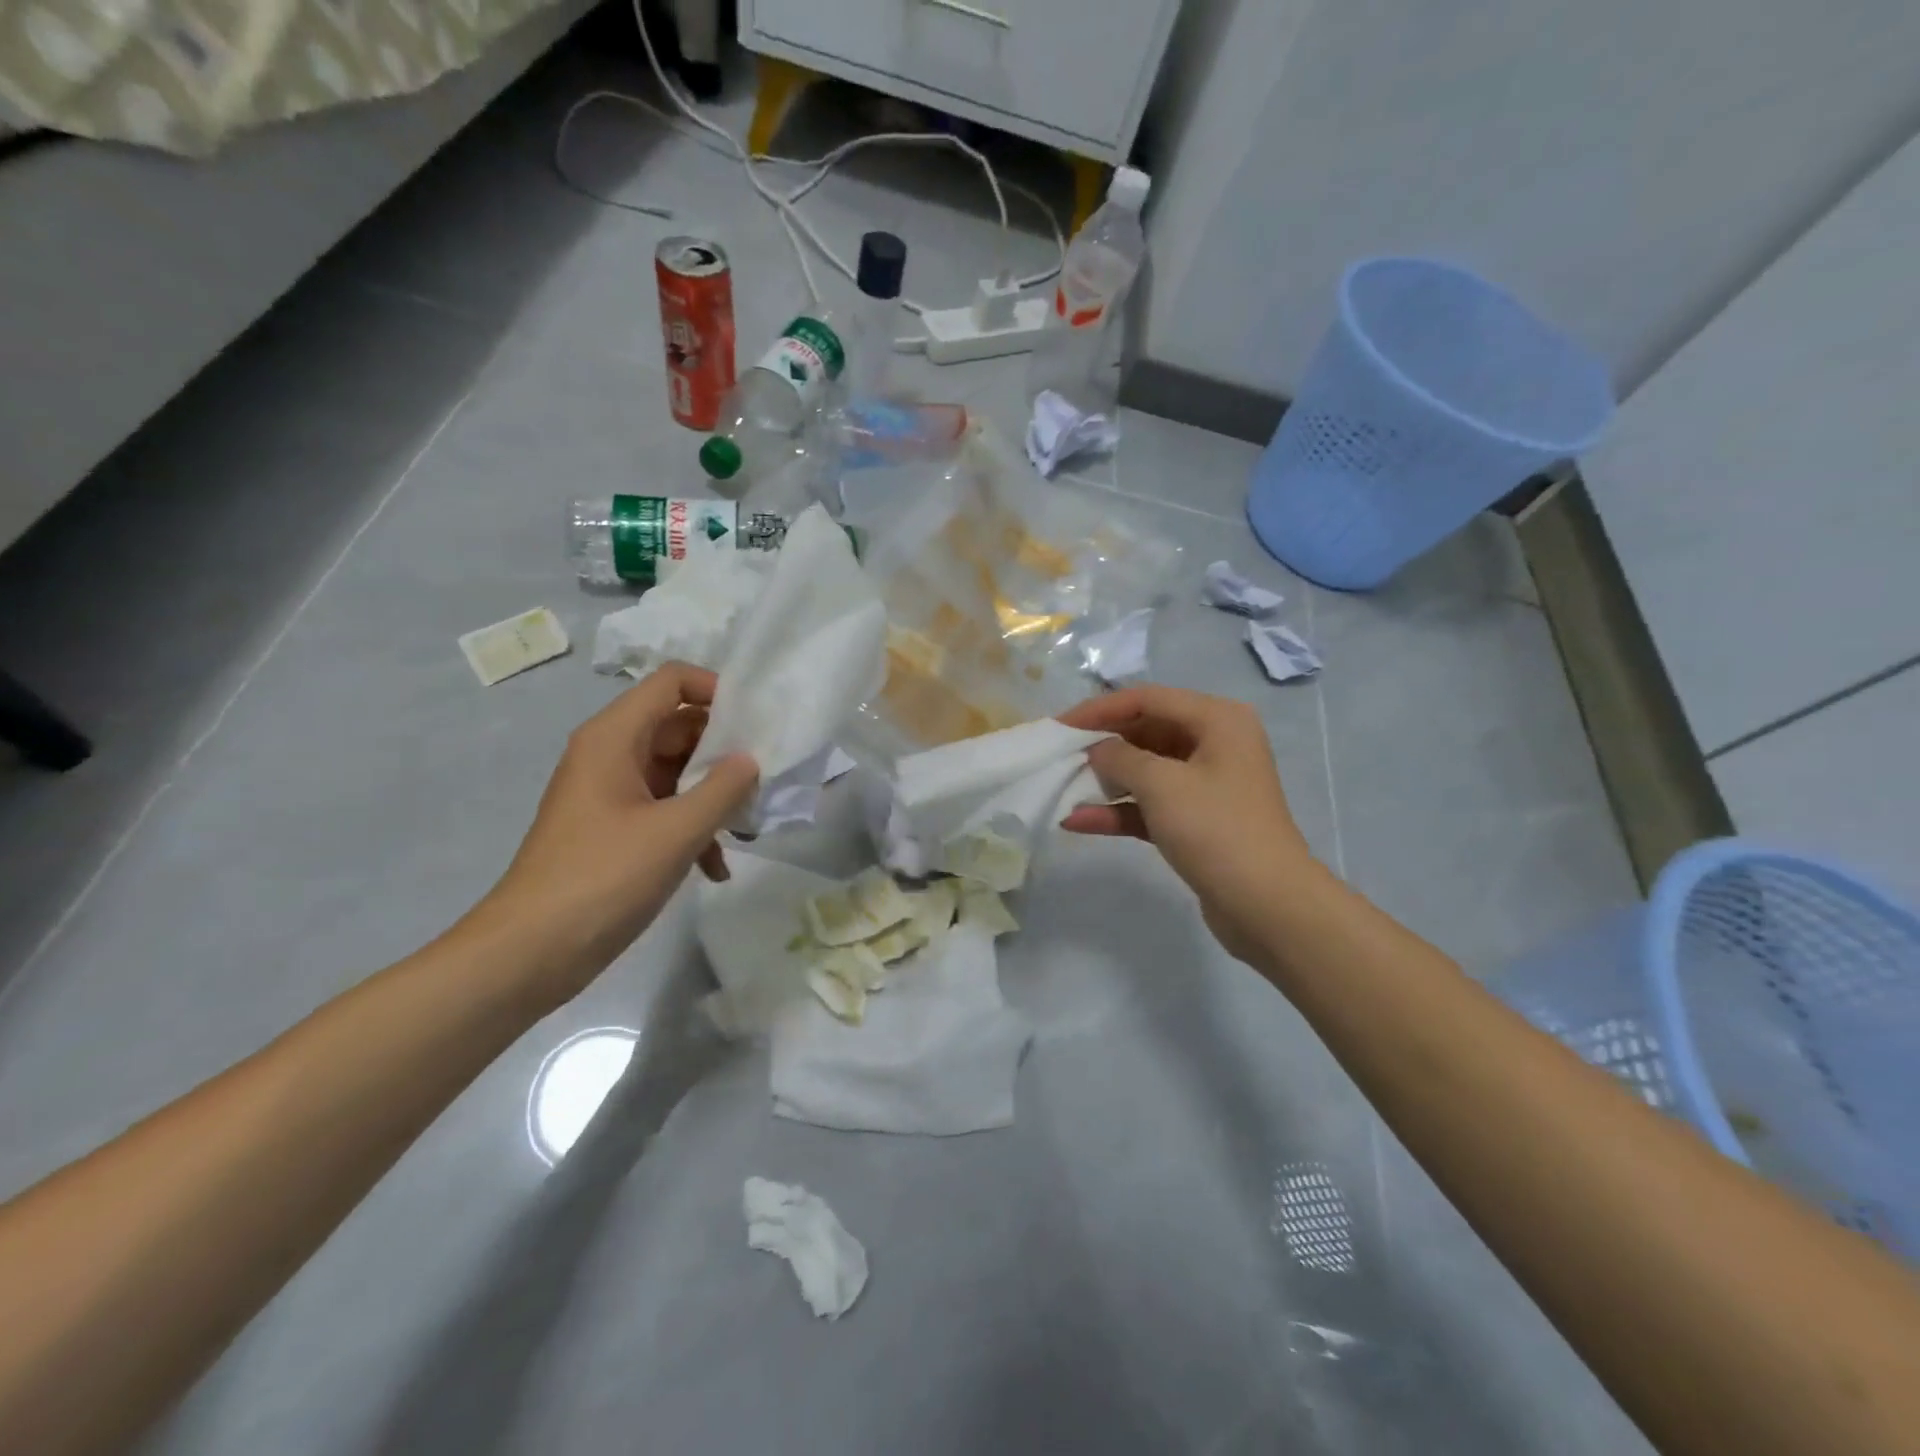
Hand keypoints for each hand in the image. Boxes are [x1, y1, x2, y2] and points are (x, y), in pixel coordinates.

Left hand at [466, 663, 758, 1004]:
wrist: (531, 952)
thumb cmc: (603, 878)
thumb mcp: (676, 831)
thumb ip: (723, 789)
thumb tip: (750, 760)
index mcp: (614, 737)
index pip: (672, 682)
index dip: (717, 691)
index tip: (757, 723)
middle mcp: (611, 754)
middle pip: (679, 726)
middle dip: (725, 751)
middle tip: (767, 777)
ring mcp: (611, 793)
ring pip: (677, 772)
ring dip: (714, 795)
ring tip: (750, 827)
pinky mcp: (614, 829)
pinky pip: (664, 809)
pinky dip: (693, 829)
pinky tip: (717, 868)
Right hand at [1058, 686, 1323, 963]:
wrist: (1267, 906)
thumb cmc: (1217, 830)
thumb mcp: (1162, 784)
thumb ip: (1119, 757)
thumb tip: (1097, 750)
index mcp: (1217, 720)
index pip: (1147, 699)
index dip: (1099, 709)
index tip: (1059, 726)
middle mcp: (1214, 743)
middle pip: (1145, 731)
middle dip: (1101, 745)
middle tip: (1058, 756)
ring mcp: (1206, 784)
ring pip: (1145, 770)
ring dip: (1105, 780)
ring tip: (1062, 787)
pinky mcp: (1196, 821)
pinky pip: (1149, 805)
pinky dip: (1117, 811)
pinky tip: (1077, 821)